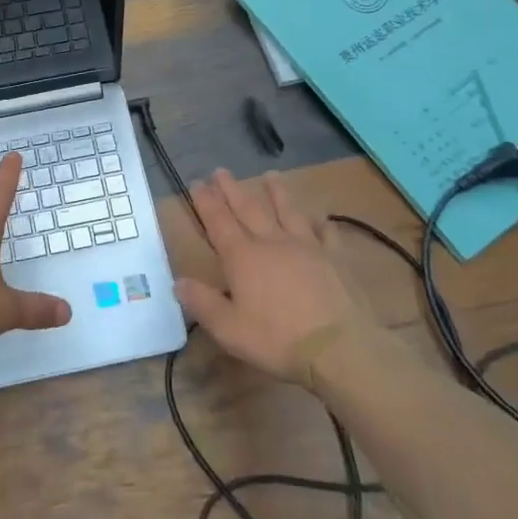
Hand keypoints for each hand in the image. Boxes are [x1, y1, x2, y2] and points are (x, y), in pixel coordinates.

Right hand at [174, 169, 385, 388]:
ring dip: (276, 192)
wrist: (339, 347)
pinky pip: (326, 233)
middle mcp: (271, 242)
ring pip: (287, 211)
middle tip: (221, 171)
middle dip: (232, 189)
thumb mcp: (229, 329)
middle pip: (248, 208)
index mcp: (242, 257)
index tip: (197, 182)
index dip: (206, 201)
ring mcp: (306, 246)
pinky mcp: (334, 258)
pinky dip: (321, 223)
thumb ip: (202, 303)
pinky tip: (320, 217)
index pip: (218, 222)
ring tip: (270, 175)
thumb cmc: (278, 340)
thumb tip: (178, 281)